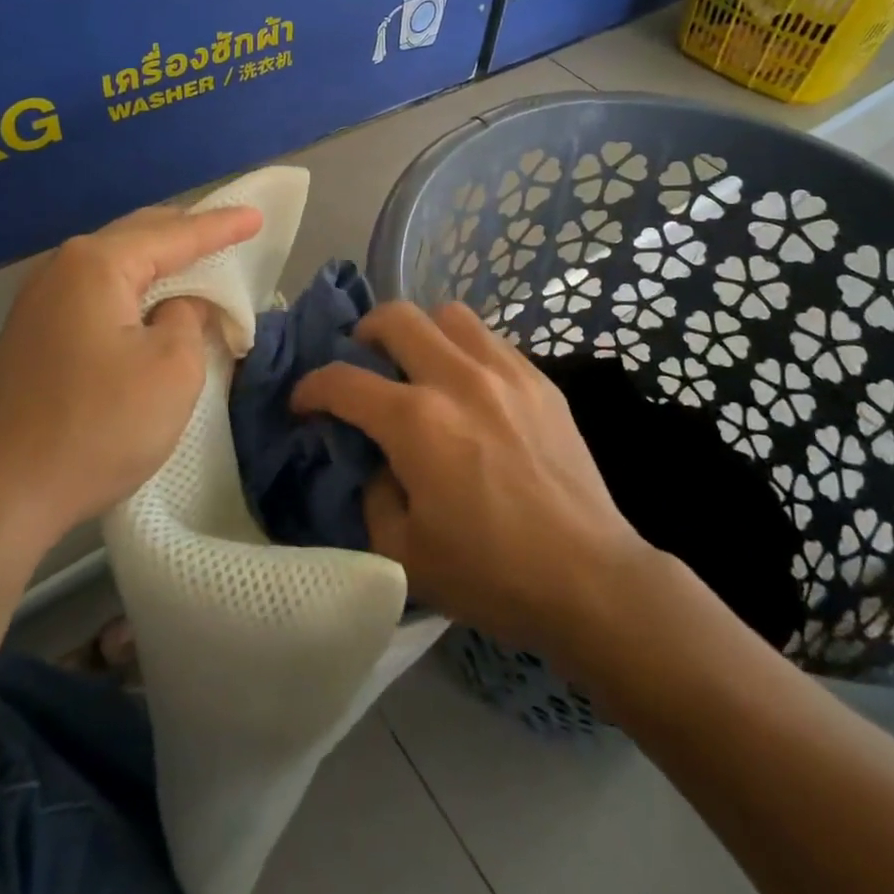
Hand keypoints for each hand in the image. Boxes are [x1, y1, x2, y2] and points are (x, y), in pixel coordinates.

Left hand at [0, 203, 261, 554]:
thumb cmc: (96, 426)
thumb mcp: (172, 370)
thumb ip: (189, 319)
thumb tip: (179, 307)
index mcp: (98, 264)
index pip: (175, 234)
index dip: (221, 226)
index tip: (256, 216)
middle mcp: (62, 268)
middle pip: (138, 236)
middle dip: (186, 232)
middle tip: (229, 232)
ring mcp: (38, 302)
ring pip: (114, 264)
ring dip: (158, 263)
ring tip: (196, 263)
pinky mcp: (31, 335)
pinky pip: (96, 292)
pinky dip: (132, 289)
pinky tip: (148, 304)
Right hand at [292, 301, 648, 653]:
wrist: (589, 579)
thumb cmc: (491, 574)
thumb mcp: (403, 552)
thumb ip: (372, 493)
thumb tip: (374, 458)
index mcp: (417, 421)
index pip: (343, 381)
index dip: (311, 388)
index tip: (304, 403)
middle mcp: (458, 379)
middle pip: (396, 317)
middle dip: (363, 334)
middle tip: (362, 364)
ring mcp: (505, 372)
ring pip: (449, 315)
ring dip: (421, 332)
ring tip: (420, 366)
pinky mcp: (540, 380)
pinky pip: (490, 339)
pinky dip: (465, 350)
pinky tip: (470, 387)